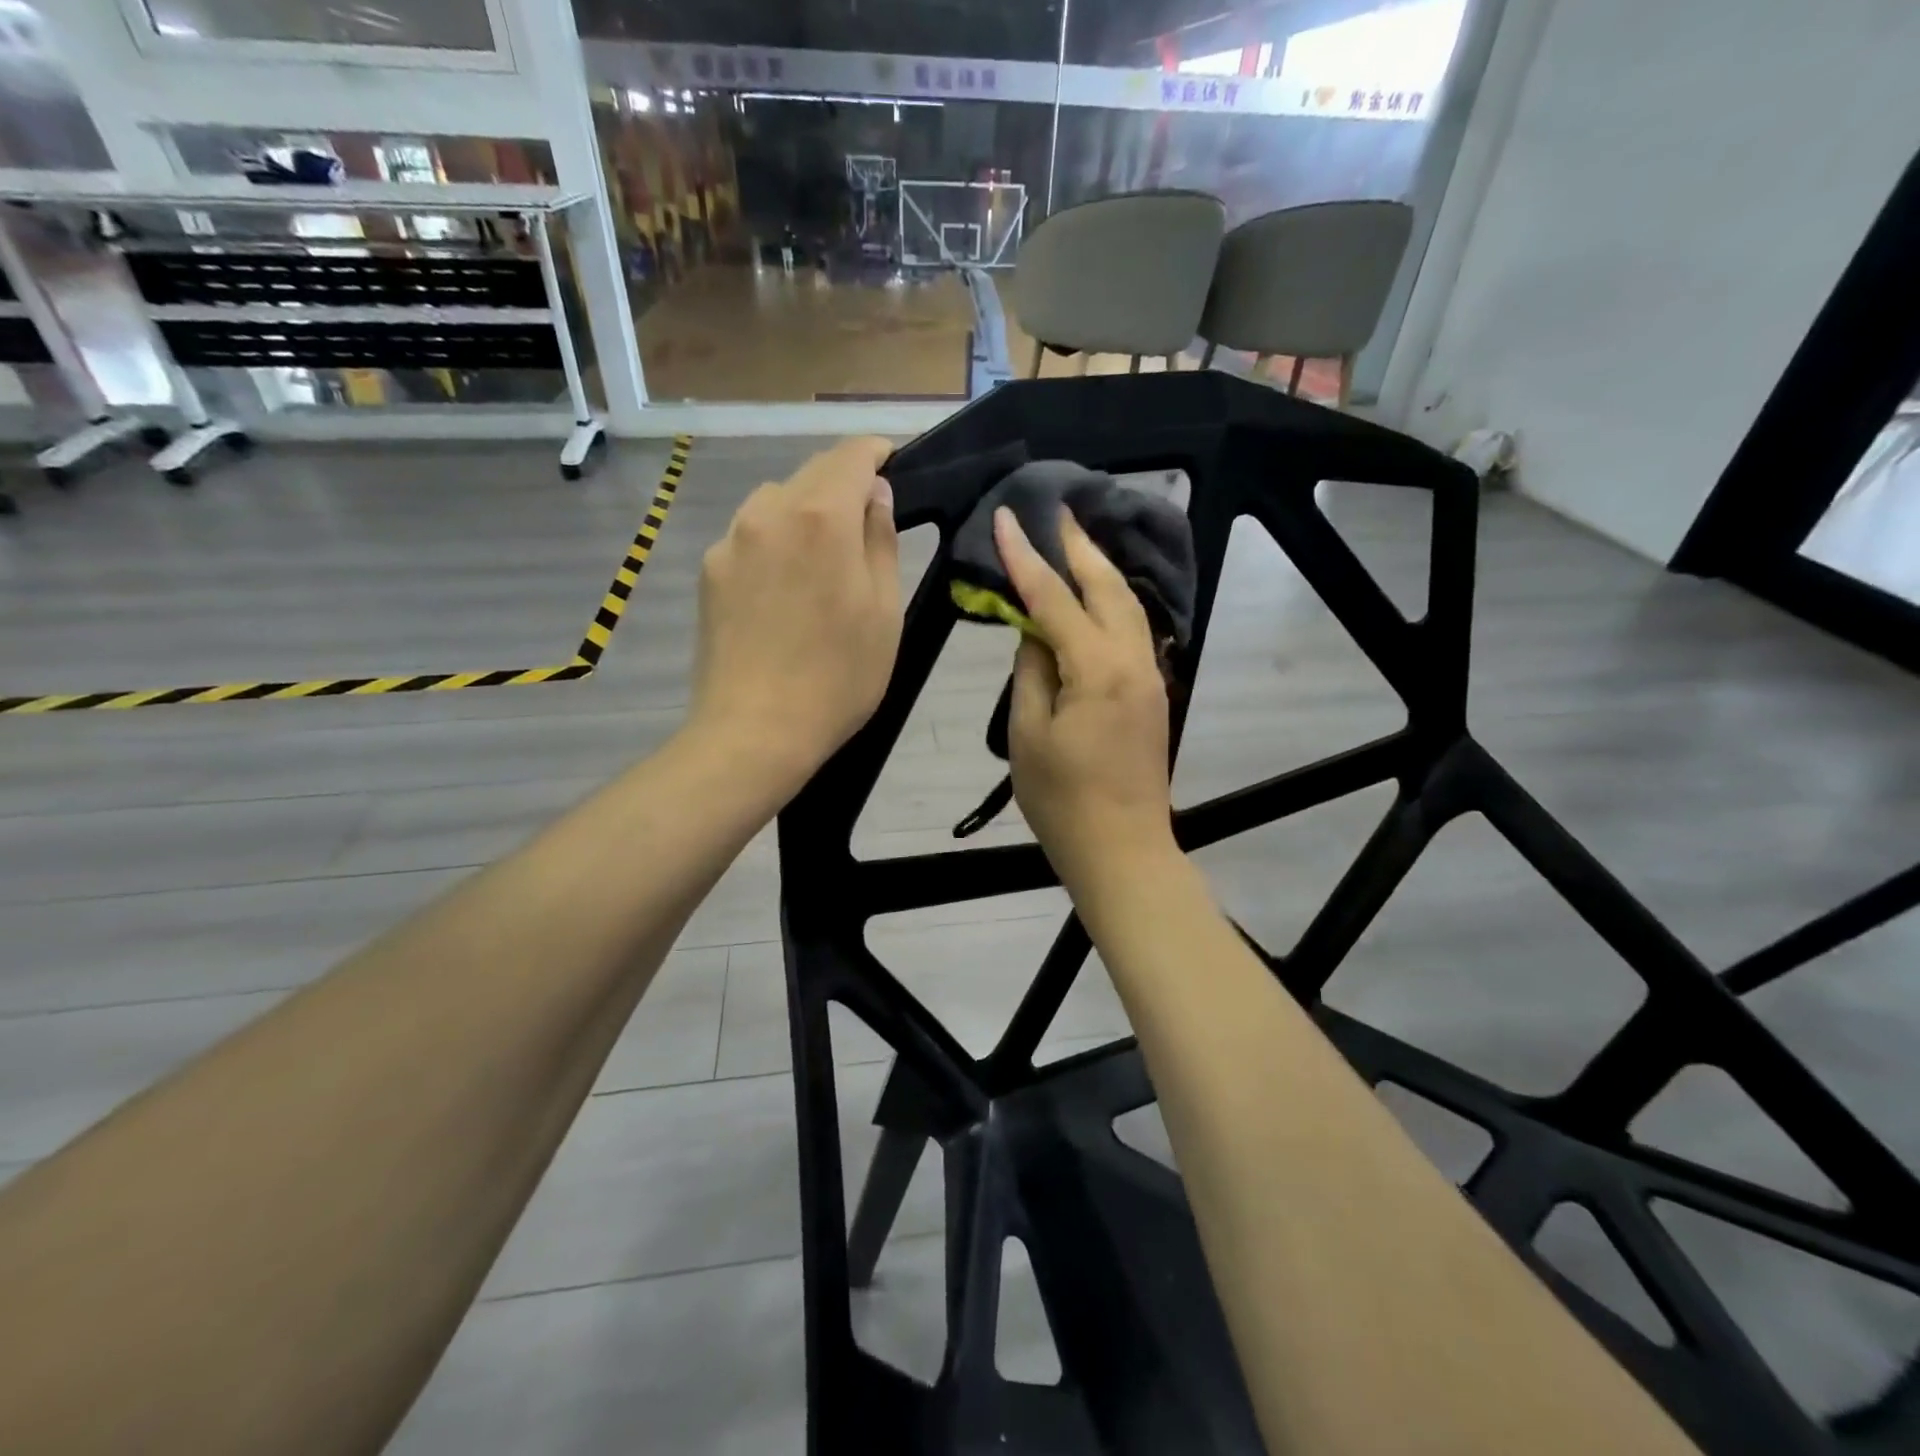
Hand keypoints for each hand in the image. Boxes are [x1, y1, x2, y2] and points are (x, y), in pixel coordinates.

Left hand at [692, 437, 901, 795]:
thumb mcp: (884, 612)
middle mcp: (770, 512)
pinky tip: (783, 590)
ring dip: (805, 512)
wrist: (755, 731)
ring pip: (776, 501)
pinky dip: (774, 542)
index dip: (876, 452)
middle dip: (843, 483)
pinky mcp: (709, 570)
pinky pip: (750, 536)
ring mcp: (732, 540)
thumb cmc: (838, 678)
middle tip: (866, 519)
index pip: (851, 455)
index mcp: (822, 517)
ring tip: (821, 559)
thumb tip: (875, 495)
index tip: (892, 463)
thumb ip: (881, 541)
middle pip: (811, 473)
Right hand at [997, 506, 1175, 887]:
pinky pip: (1133, 629)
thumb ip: (1031, 674)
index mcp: (1098, 669)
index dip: (1027, 558)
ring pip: (1127, 605)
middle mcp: (1133, 661)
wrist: (1122, 849)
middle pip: (1106, 587)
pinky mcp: (1152, 693)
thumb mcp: (1029, 736)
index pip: (1055, 600)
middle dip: (1078, 547)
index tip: (1006, 518)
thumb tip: (1035, 635)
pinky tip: (1097, 594)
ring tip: (1075, 541)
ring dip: (1100, 569)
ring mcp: (1150, 676)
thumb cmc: (1063, 801)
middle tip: (1056, 510)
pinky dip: (1112, 600)